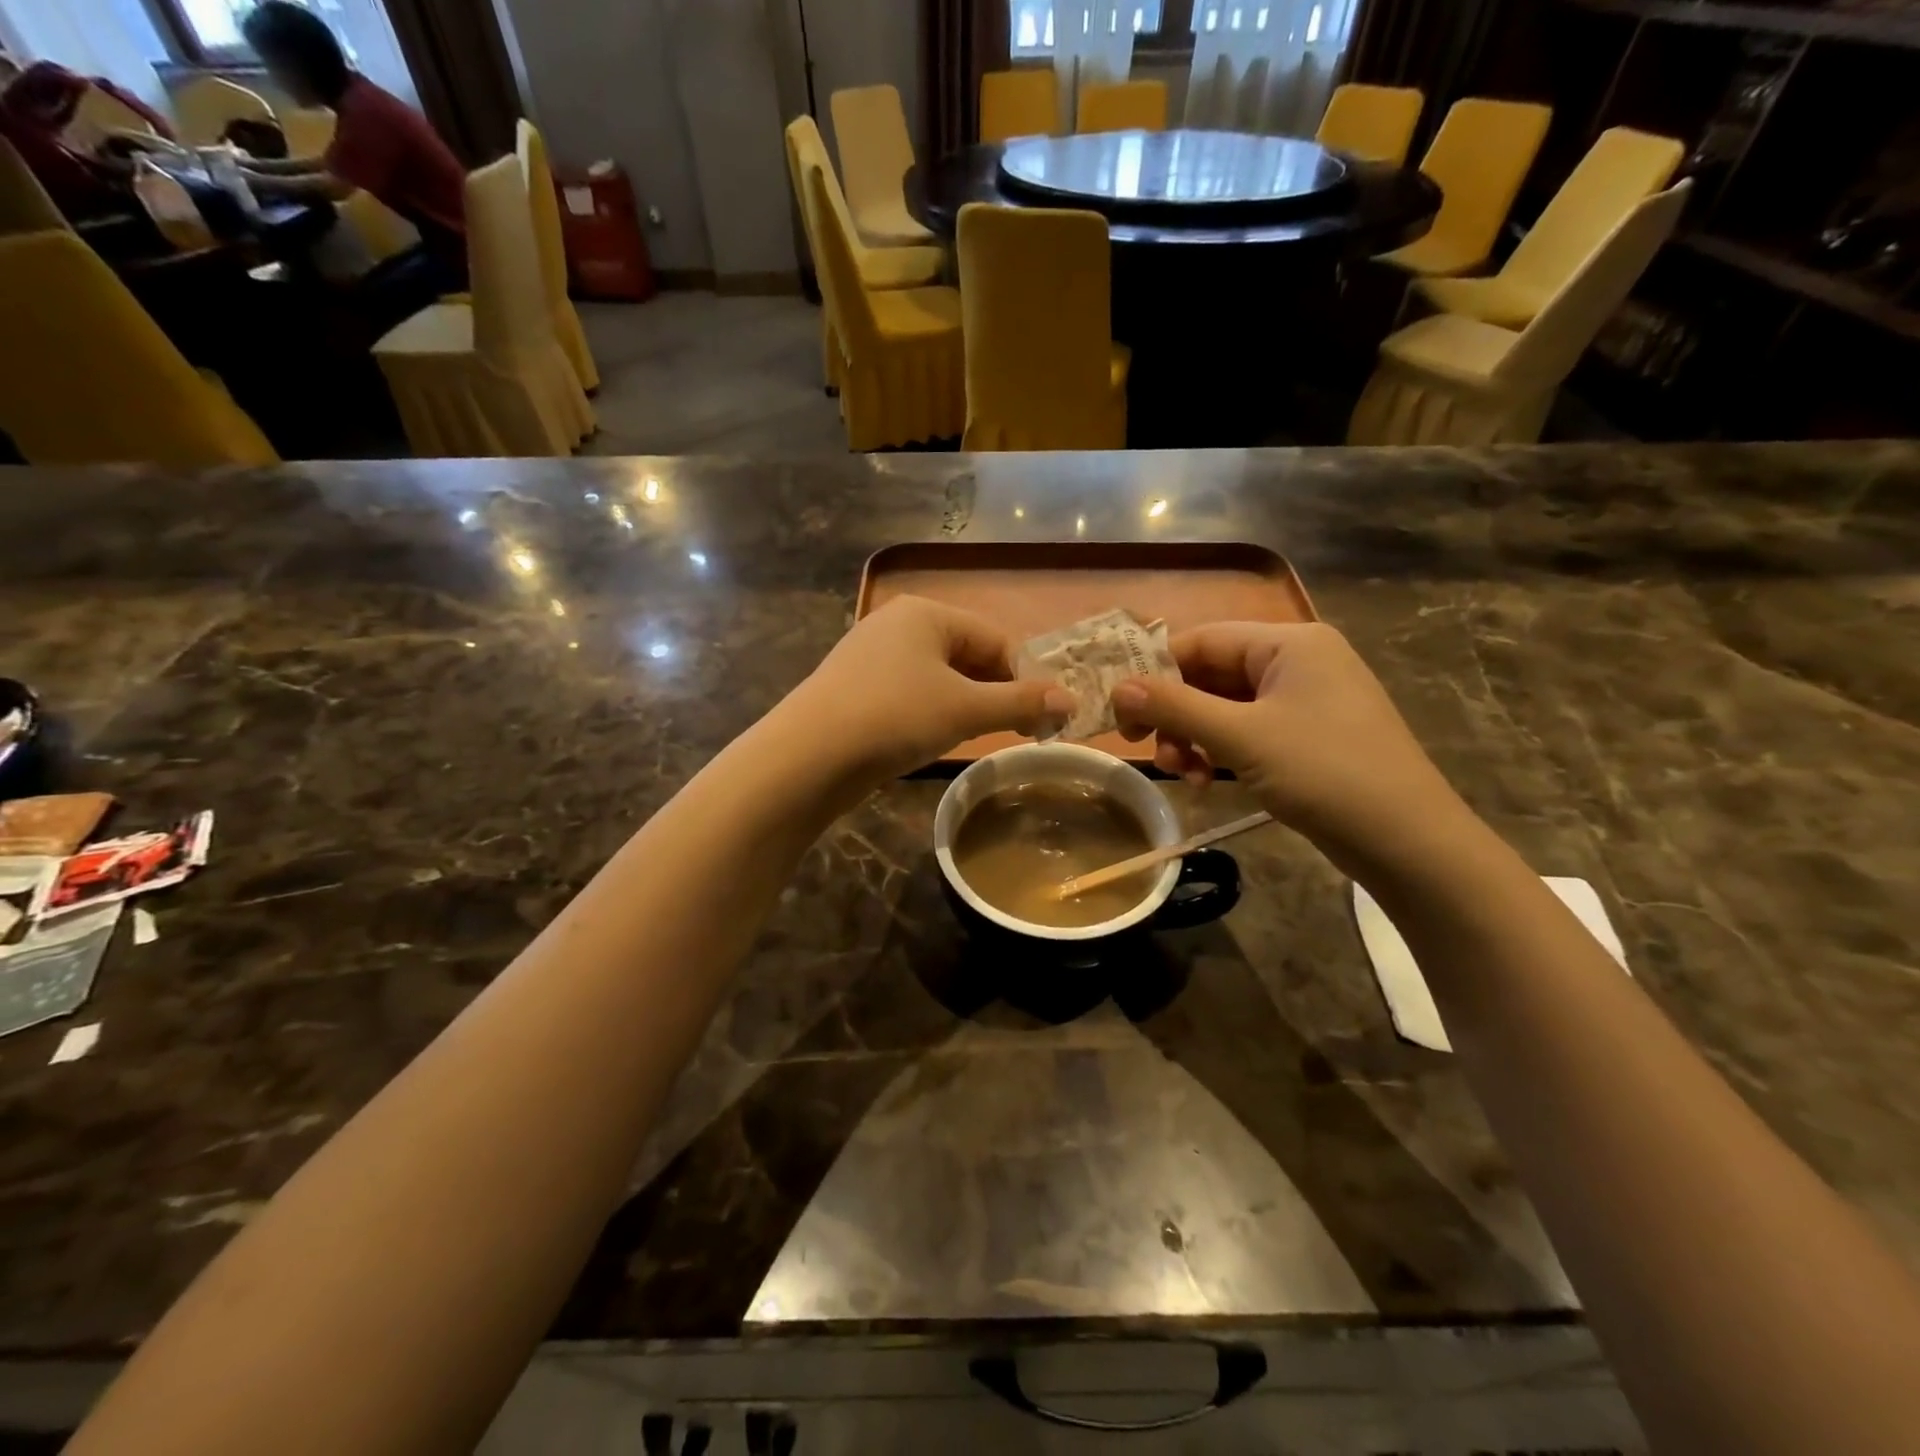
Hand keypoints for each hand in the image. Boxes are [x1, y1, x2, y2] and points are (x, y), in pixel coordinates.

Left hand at [780, 596, 1072, 785]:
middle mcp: (897, 624)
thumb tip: (1071, 700)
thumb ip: (1020, 702)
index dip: (1025, 676)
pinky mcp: (855, 687)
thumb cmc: (895, 717)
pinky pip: (910, 692)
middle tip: (1020, 730)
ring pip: (938, 676)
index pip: (995, 639)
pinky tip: (936, 737)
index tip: (1045, 715)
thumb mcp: (965, 708)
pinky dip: (933, 711)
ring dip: (967, 704)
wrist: (807, 758)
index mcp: (926, 613)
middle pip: (967, 655)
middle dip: (996, 691)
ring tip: (982, 736)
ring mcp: (871, 655)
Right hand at [1112, 623, 1467, 867]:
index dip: (1154, 671)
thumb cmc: (1325, 773)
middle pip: (1211, 674)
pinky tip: (1207, 781)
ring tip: (1184, 774)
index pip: (1202, 640)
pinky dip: (1220, 750)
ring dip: (1194, 737)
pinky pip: (1247, 730)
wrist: (1407, 841)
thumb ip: (1175, 707)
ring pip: (1225, 706)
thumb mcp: (1241, 737)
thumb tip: (1118, 688)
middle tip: (1149, 749)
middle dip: (1176, 714)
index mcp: (1289, 642)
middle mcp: (1297, 660)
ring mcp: (1305, 699)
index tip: (1121, 711)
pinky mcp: (1307, 734)